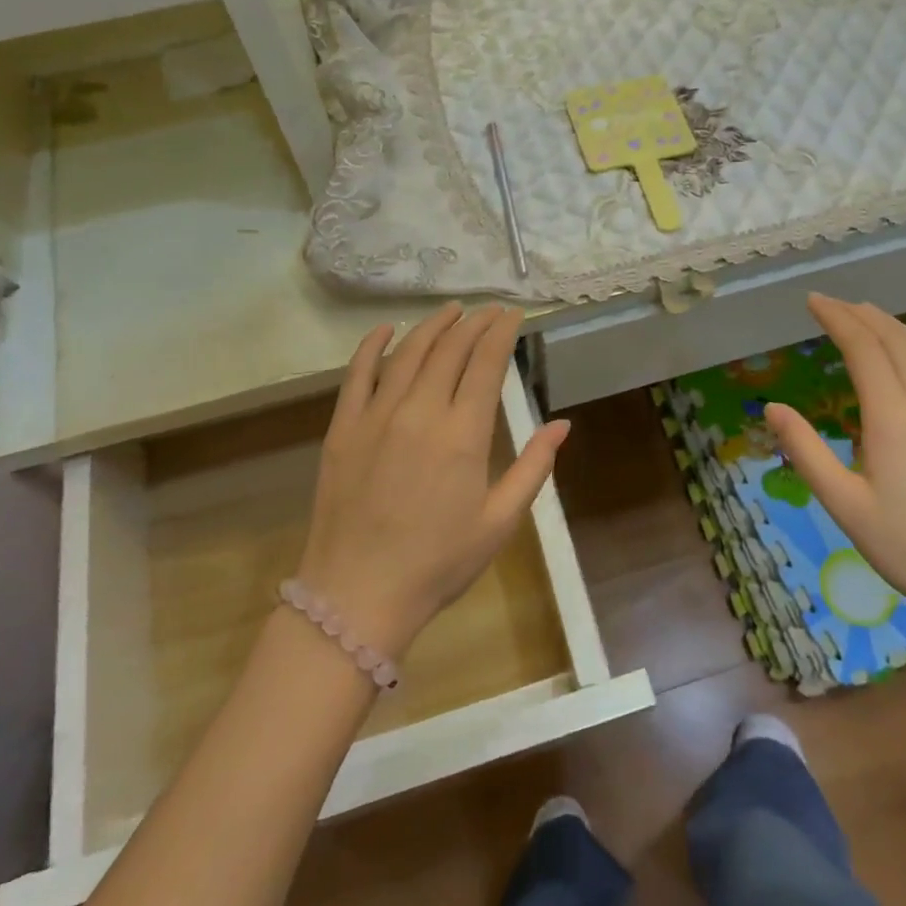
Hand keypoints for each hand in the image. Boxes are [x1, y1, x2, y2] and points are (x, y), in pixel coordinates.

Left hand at [299, 302, 567, 656]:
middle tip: (488, 311)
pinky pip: (357, 374)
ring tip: (451, 311)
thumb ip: (533, 467)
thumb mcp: (500, 522)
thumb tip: (561, 424)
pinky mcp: (343, 427)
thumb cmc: (439, 563)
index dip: (501, 333)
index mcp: (462, 434)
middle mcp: (420, 411)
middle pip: (450, 350)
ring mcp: (376, 415)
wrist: (358, 594)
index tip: (513, 315)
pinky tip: (386, 330)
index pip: (486, 364)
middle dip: (474, 324)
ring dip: (432, 326)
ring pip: (408, 352)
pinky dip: (372, 345)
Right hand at [763, 295, 905, 641]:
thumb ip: (805, 450)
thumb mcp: (843, 503)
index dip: (837, 318)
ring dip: (894, 328)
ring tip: (868, 317)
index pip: (864, 348)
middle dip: (864, 315)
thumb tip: (772, 407)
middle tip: (835, 303)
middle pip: (897, 341)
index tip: (813, 301)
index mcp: (893, 418)